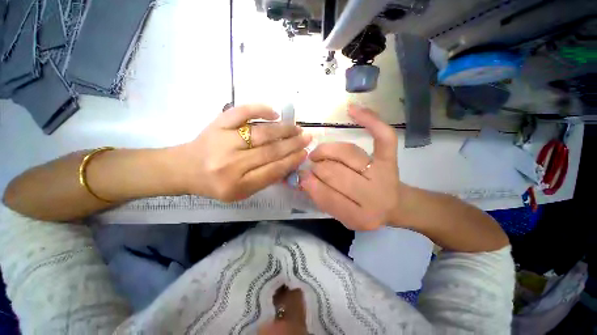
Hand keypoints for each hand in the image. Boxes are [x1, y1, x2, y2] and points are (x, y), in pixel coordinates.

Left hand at [177, 105, 311, 201]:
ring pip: (261, 133)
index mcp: (238, 185)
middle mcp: (230, 164)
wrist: (185, 168)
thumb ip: (265, 179)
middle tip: (307, 138)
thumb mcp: (242, 191)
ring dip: (283, 129)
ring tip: (296, 128)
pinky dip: (259, 109)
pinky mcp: (216, 124)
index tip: (305, 153)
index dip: (292, 161)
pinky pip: (241, 112)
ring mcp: (223, 141)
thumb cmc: (216, 183)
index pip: (273, 170)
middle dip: (293, 144)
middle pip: (270, 151)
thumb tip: (289, 162)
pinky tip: (274, 112)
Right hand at [299, 106, 401, 230]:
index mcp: (360, 217)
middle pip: (335, 173)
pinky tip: (352, 109)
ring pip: (348, 153)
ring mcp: (383, 174)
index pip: (328, 197)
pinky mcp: (390, 159)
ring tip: (318, 154)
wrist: (394, 205)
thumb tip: (302, 177)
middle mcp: (374, 196)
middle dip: (317, 167)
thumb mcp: (342, 216)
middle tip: (311, 165)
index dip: (311, 185)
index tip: (301, 176)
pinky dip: (369, 120)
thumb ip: (323, 199)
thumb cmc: (364, 211)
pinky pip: (382, 136)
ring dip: (326, 151)